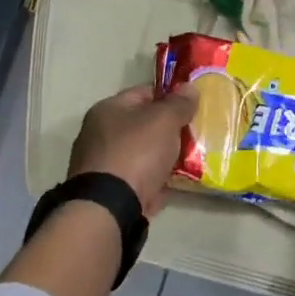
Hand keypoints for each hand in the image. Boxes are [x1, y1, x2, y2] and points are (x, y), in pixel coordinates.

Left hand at [68, 84, 197, 217]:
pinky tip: (174, 182)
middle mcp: (99, 134)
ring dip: (164, 157)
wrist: (109, 208)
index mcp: (108, 110)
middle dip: (169, 130)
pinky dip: (156, 180)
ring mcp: (102, 165)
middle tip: (194, 135)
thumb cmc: (136, 152)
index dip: (170, 97)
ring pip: (143, 154)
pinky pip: (140, 179)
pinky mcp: (108, 192)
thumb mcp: (164, 120)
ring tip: (190, 160)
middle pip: (144, 125)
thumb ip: (179, 103)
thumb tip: (189, 87)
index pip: (145, 93)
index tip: (192, 107)